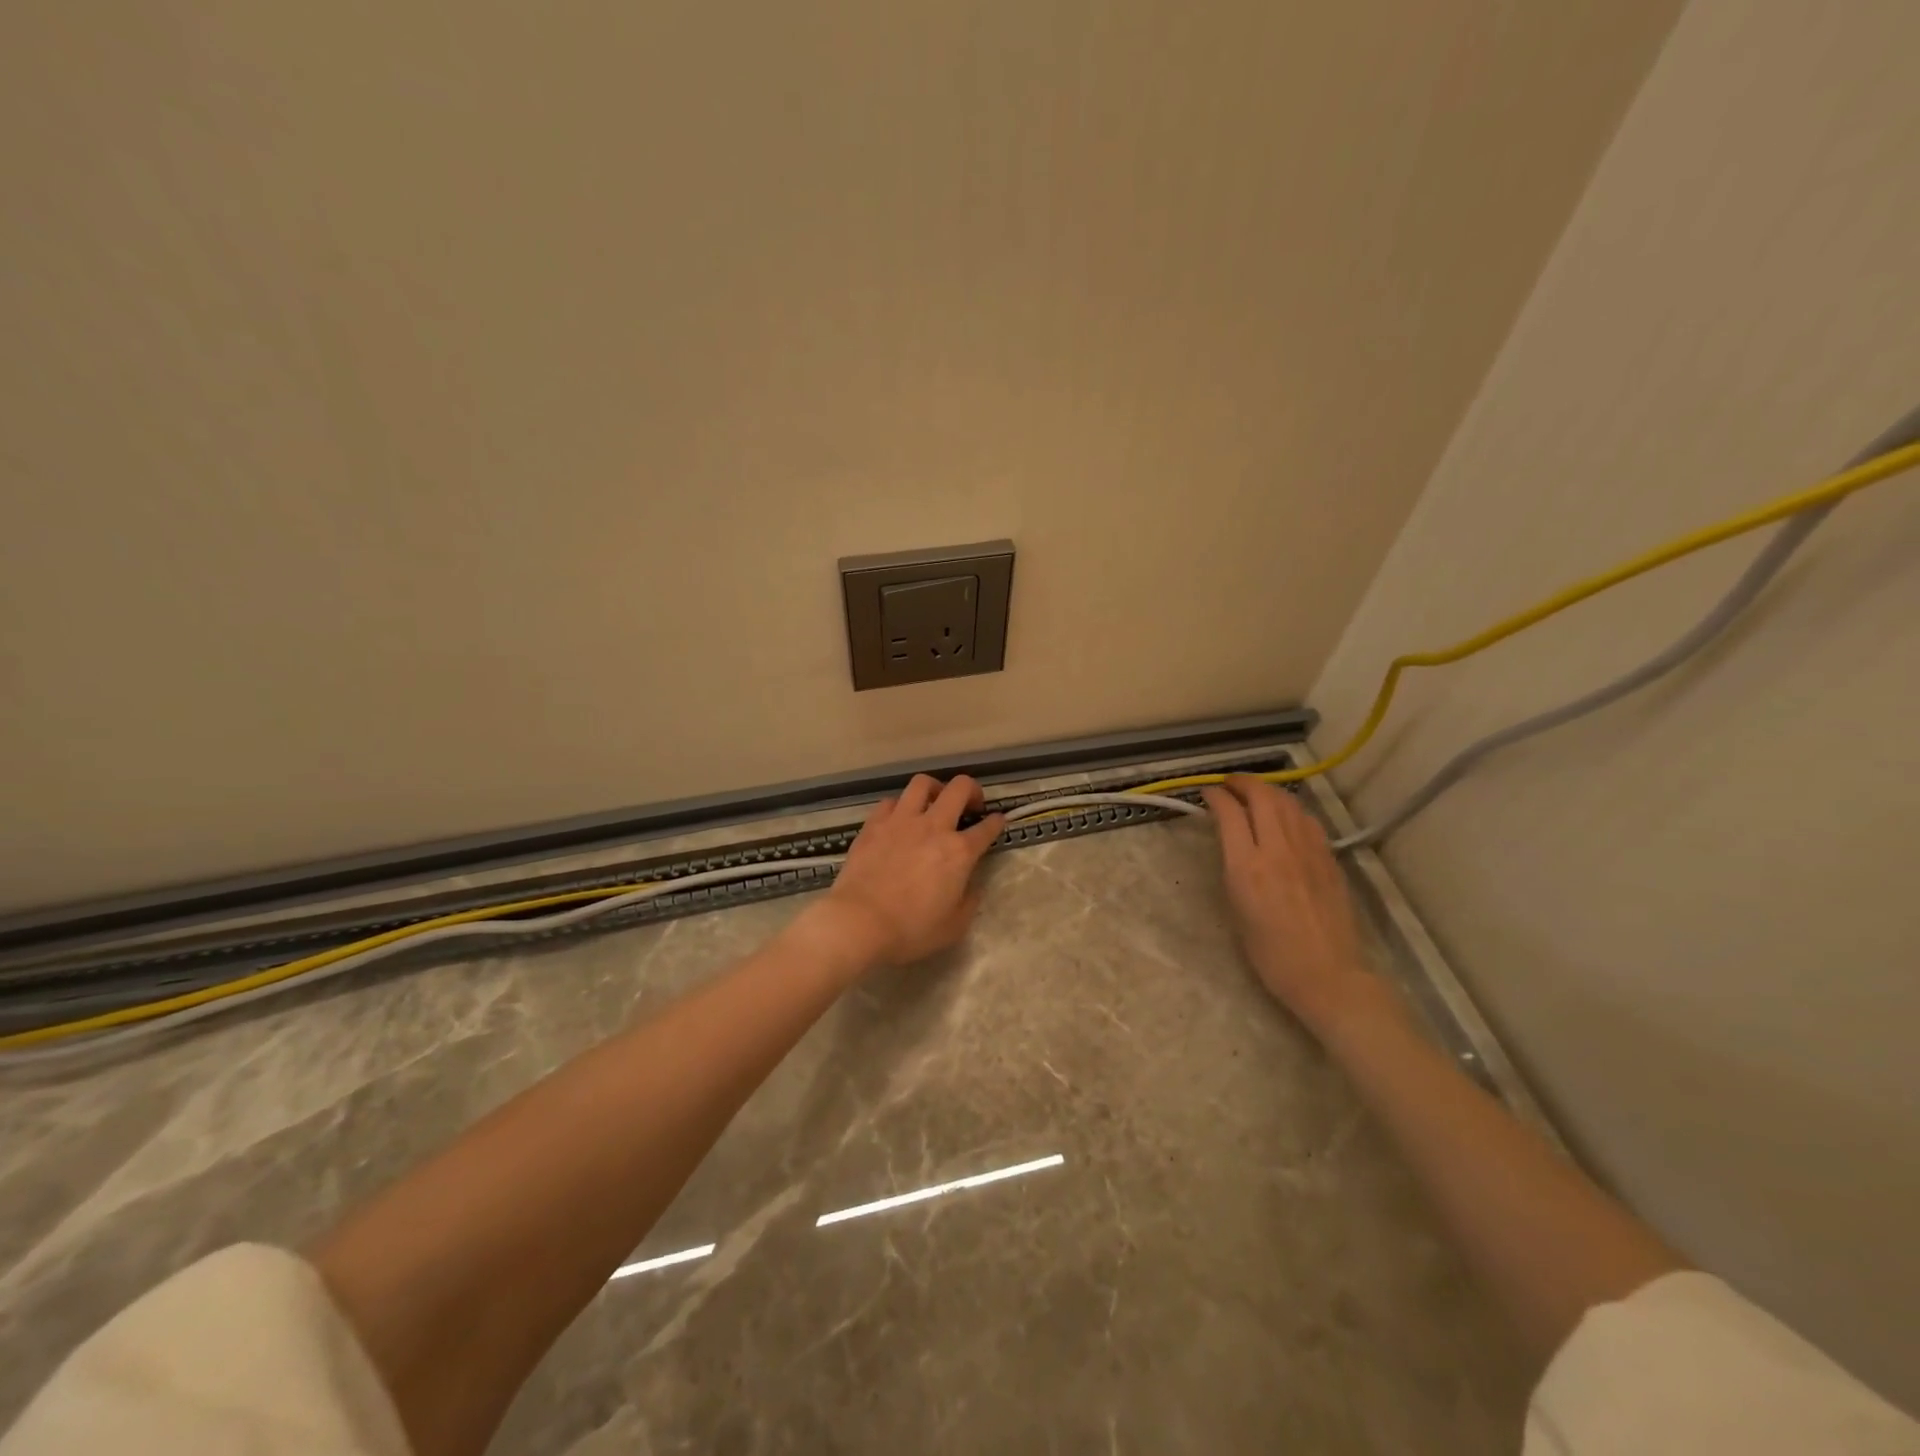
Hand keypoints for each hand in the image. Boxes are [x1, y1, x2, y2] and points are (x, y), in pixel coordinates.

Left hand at [815, 774, 1005, 969]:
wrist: (859, 922)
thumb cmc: (911, 929)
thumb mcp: (954, 926)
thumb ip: (969, 900)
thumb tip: (971, 885)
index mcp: (959, 852)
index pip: (987, 828)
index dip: (997, 822)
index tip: (998, 821)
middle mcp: (933, 827)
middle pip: (959, 788)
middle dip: (972, 790)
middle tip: (970, 804)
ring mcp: (901, 820)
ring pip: (922, 783)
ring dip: (935, 788)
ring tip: (934, 801)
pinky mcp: (874, 824)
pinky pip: (891, 801)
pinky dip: (900, 806)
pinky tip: (899, 820)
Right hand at [1201, 775, 1376, 1031]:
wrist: (1327, 975)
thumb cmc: (1270, 954)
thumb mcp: (1236, 909)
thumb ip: (1233, 868)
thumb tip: (1232, 842)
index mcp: (1247, 867)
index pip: (1230, 814)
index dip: (1216, 797)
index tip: (1207, 793)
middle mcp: (1278, 850)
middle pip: (1262, 796)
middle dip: (1242, 783)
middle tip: (1229, 784)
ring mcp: (1308, 851)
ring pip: (1288, 802)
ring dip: (1268, 790)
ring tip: (1255, 793)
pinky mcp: (1329, 858)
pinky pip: (1307, 820)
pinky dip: (1290, 808)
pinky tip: (1285, 815)